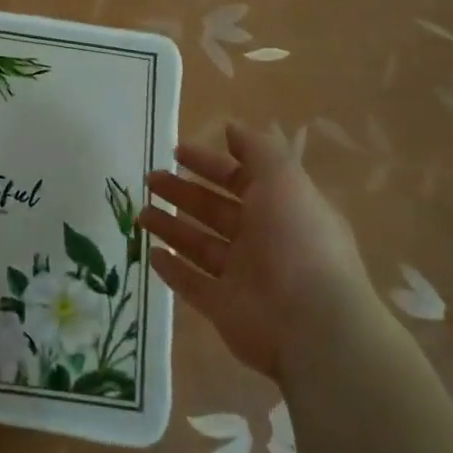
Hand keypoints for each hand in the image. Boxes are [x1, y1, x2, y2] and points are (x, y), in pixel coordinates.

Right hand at [140, 122, 377, 380]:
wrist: (312, 325)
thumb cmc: (298, 242)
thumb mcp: (285, 181)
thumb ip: (258, 151)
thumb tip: (233, 127)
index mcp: (282, 209)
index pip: (241, 179)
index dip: (211, 163)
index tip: (176, 151)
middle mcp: (263, 240)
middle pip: (215, 210)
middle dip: (183, 192)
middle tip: (150, 179)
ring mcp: (243, 277)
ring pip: (200, 245)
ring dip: (171, 227)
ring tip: (140, 213)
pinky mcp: (224, 308)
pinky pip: (192, 284)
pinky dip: (172, 269)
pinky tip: (149, 254)